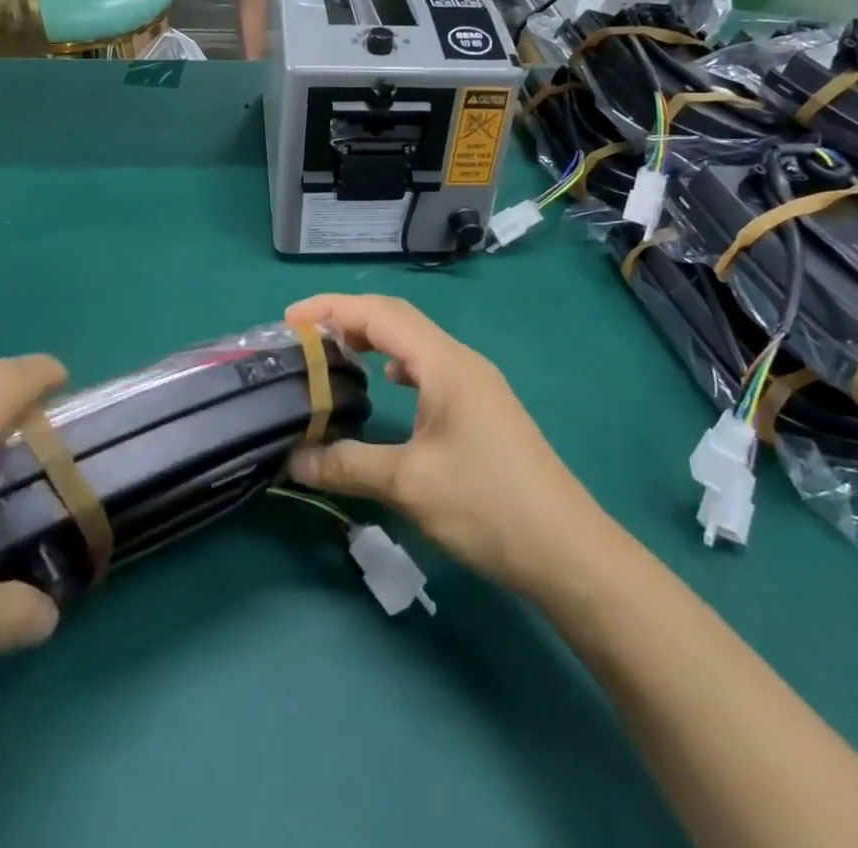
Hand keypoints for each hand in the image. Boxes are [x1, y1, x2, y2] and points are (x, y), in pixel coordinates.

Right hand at [285, 295, 607, 594]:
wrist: (566, 549)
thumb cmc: (486, 504)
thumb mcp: (409, 484)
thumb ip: (347, 465)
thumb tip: (294, 461)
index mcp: (444, 363)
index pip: (380, 314)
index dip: (331, 308)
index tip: (290, 318)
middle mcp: (461, 361)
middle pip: (398, 319)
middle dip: (349, 318)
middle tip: (305, 335)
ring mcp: (476, 383)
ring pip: (416, 343)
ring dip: (375, 339)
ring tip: (337, 354)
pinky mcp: (483, 407)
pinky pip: (430, 368)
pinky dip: (399, 364)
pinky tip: (388, 386)